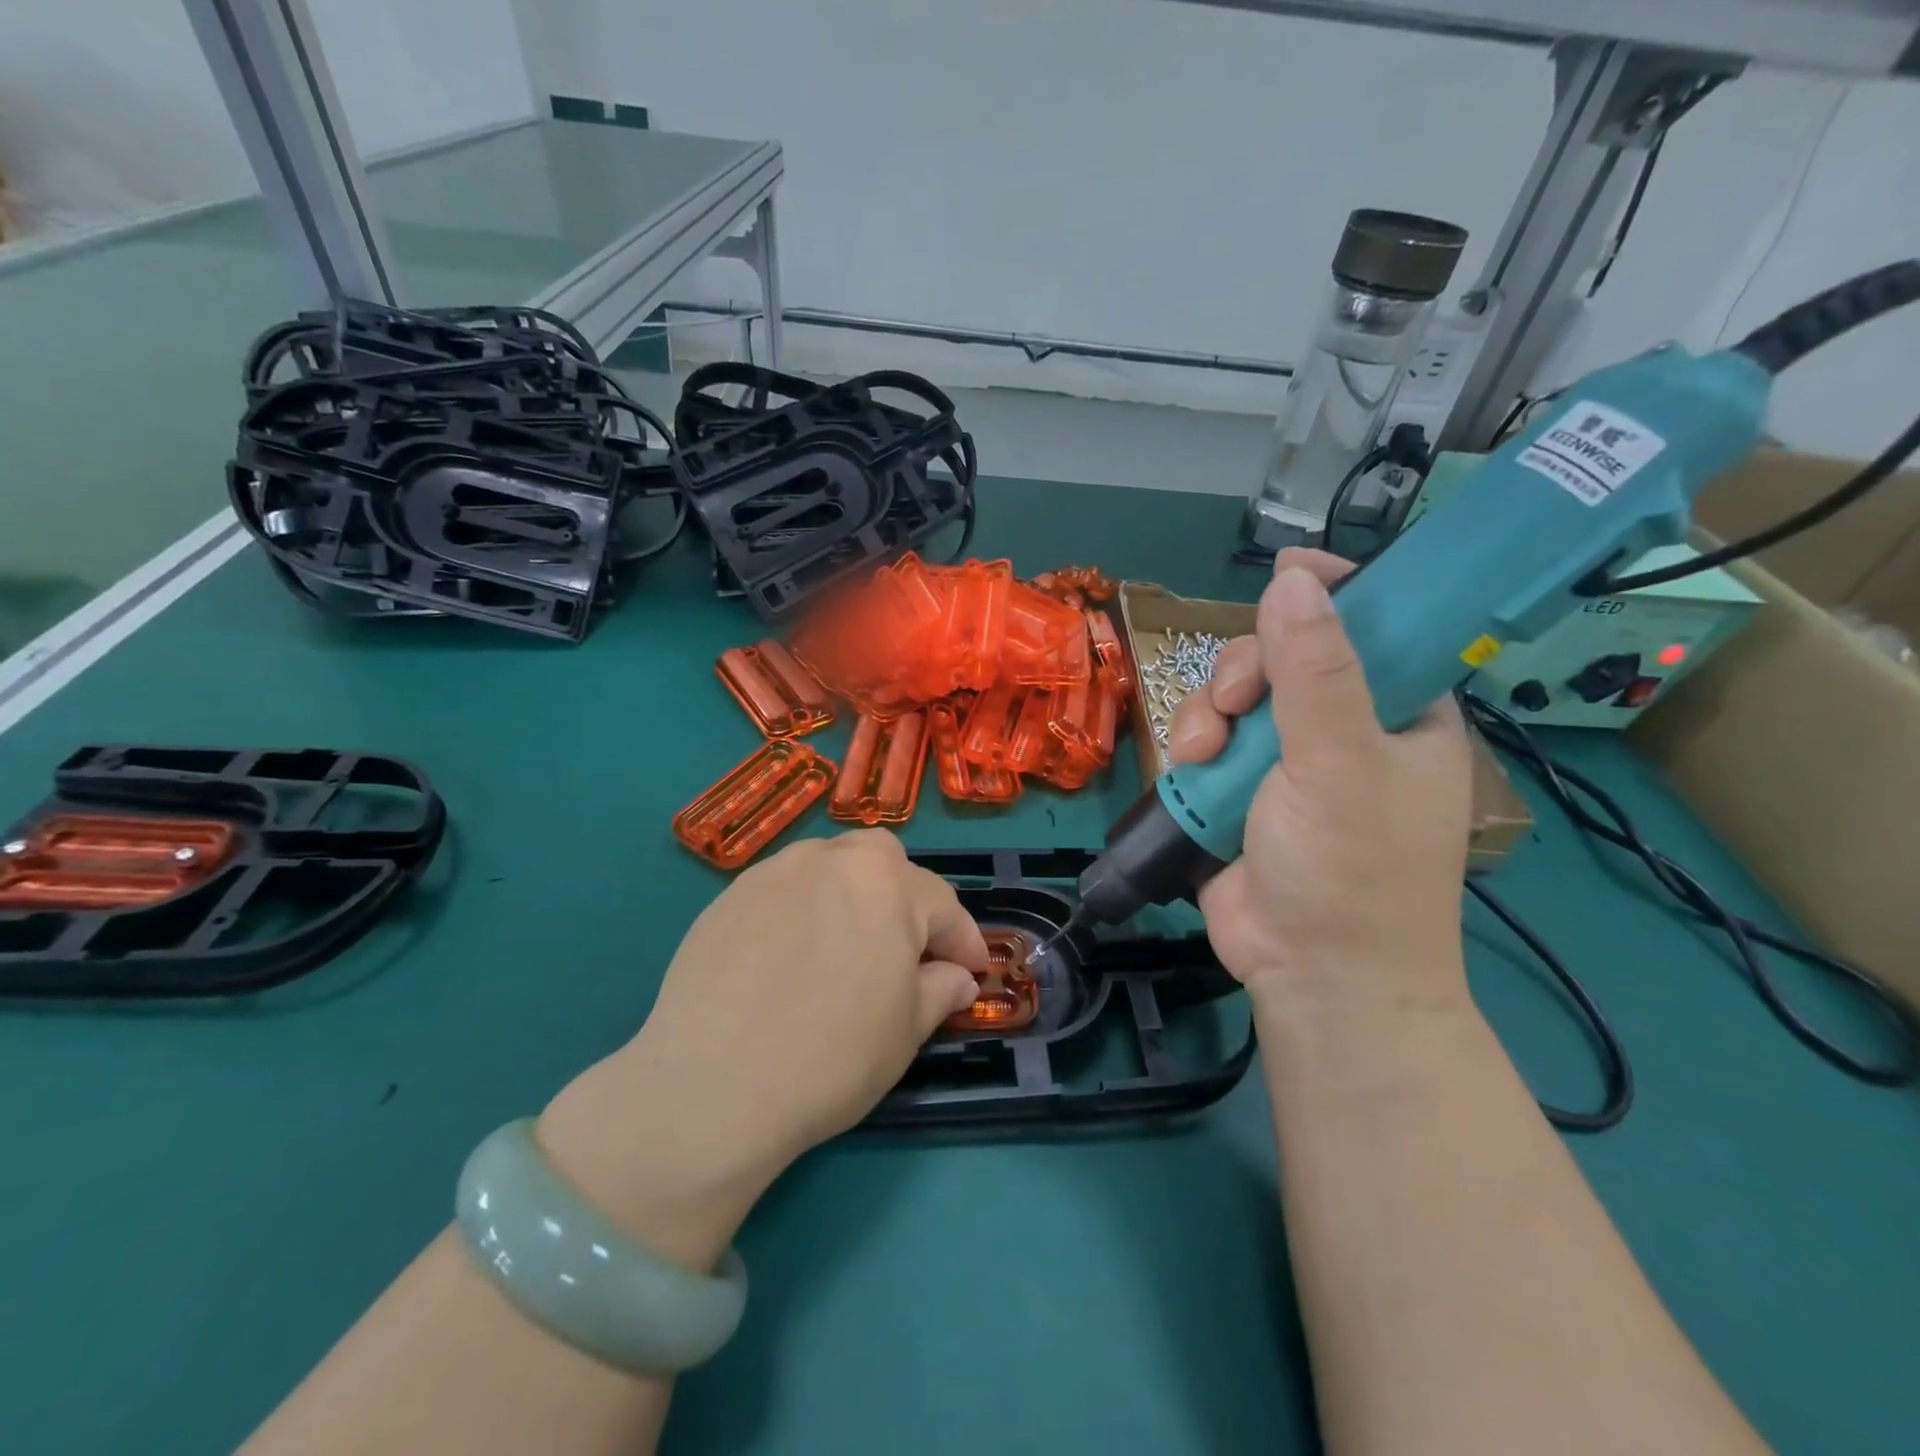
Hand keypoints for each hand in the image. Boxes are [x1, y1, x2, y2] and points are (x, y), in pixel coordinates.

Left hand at [536, 832, 986, 1269]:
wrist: (711, 1086)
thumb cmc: (830, 1057)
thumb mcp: (905, 1032)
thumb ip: (939, 991)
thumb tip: (957, 978)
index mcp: (887, 884)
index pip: (942, 905)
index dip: (963, 942)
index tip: (972, 971)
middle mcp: (832, 860)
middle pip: (884, 863)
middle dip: (906, 899)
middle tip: (905, 950)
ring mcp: (775, 872)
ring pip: (830, 866)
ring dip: (852, 895)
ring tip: (846, 946)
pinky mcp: (729, 896)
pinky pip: (784, 889)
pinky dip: (803, 909)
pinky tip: (791, 955)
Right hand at [1169, 548, 1473, 1018]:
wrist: (1313, 975)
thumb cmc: (1353, 869)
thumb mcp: (1340, 762)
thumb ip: (1316, 672)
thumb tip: (1292, 579)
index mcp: (1399, 711)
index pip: (1376, 625)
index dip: (1334, 592)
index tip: (1287, 572)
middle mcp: (1344, 728)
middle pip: (1284, 657)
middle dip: (1246, 671)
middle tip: (1236, 703)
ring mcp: (1287, 761)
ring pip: (1235, 698)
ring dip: (1210, 713)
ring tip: (1204, 753)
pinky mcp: (1240, 789)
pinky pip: (1209, 739)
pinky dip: (1193, 747)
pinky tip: (1191, 769)